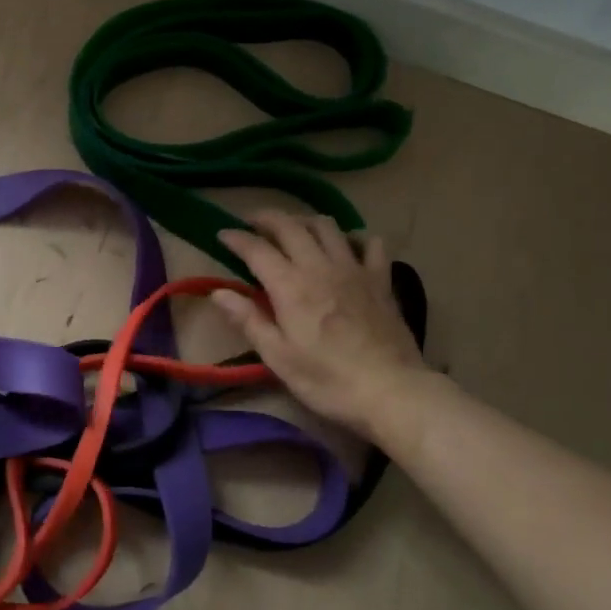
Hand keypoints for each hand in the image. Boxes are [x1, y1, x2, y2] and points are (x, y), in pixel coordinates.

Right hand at [214, 211, 430, 441]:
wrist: (392, 391)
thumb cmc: (328, 380)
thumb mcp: (278, 358)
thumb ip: (248, 320)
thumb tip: (218, 292)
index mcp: (290, 286)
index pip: (257, 249)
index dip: (236, 238)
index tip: (222, 234)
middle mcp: (320, 267)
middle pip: (290, 226)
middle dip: (267, 218)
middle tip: (252, 223)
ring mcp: (354, 269)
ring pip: (327, 226)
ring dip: (305, 220)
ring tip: (293, 230)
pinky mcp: (380, 280)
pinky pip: (370, 243)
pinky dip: (354, 237)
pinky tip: (346, 246)